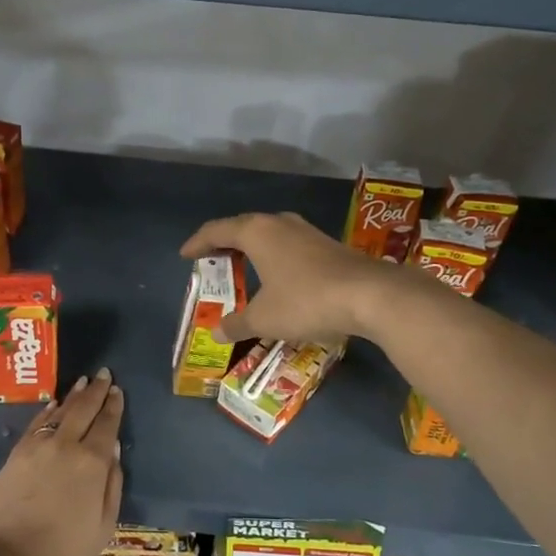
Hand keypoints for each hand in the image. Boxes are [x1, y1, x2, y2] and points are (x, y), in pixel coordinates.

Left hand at [0, 370, 123, 555]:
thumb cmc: (63, 551)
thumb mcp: (103, 526)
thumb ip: (112, 486)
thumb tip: (114, 452)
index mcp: (93, 463)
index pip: (107, 425)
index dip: (114, 406)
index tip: (117, 391)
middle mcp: (67, 445)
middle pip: (84, 410)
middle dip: (97, 391)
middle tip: (104, 374)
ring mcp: (38, 446)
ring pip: (61, 411)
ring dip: (74, 395)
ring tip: (83, 382)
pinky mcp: (17, 453)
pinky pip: (37, 423)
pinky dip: (48, 410)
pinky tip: (54, 404)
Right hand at [180, 211, 397, 344]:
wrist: (370, 295)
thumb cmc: (306, 300)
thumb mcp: (264, 318)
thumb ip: (237, 324)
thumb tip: (217, 331)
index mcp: (256, 232)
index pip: (216, 230)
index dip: (197, 243)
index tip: (185, 255)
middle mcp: (279, 223)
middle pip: (242, 227)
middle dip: (225, 245)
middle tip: (212, 262)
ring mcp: (306, 232)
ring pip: (269, 235)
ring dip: (252, 250)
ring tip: (243, 268)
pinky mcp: (327, 245)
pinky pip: (289, 246)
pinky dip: (274, 258)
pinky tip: (278, 278)